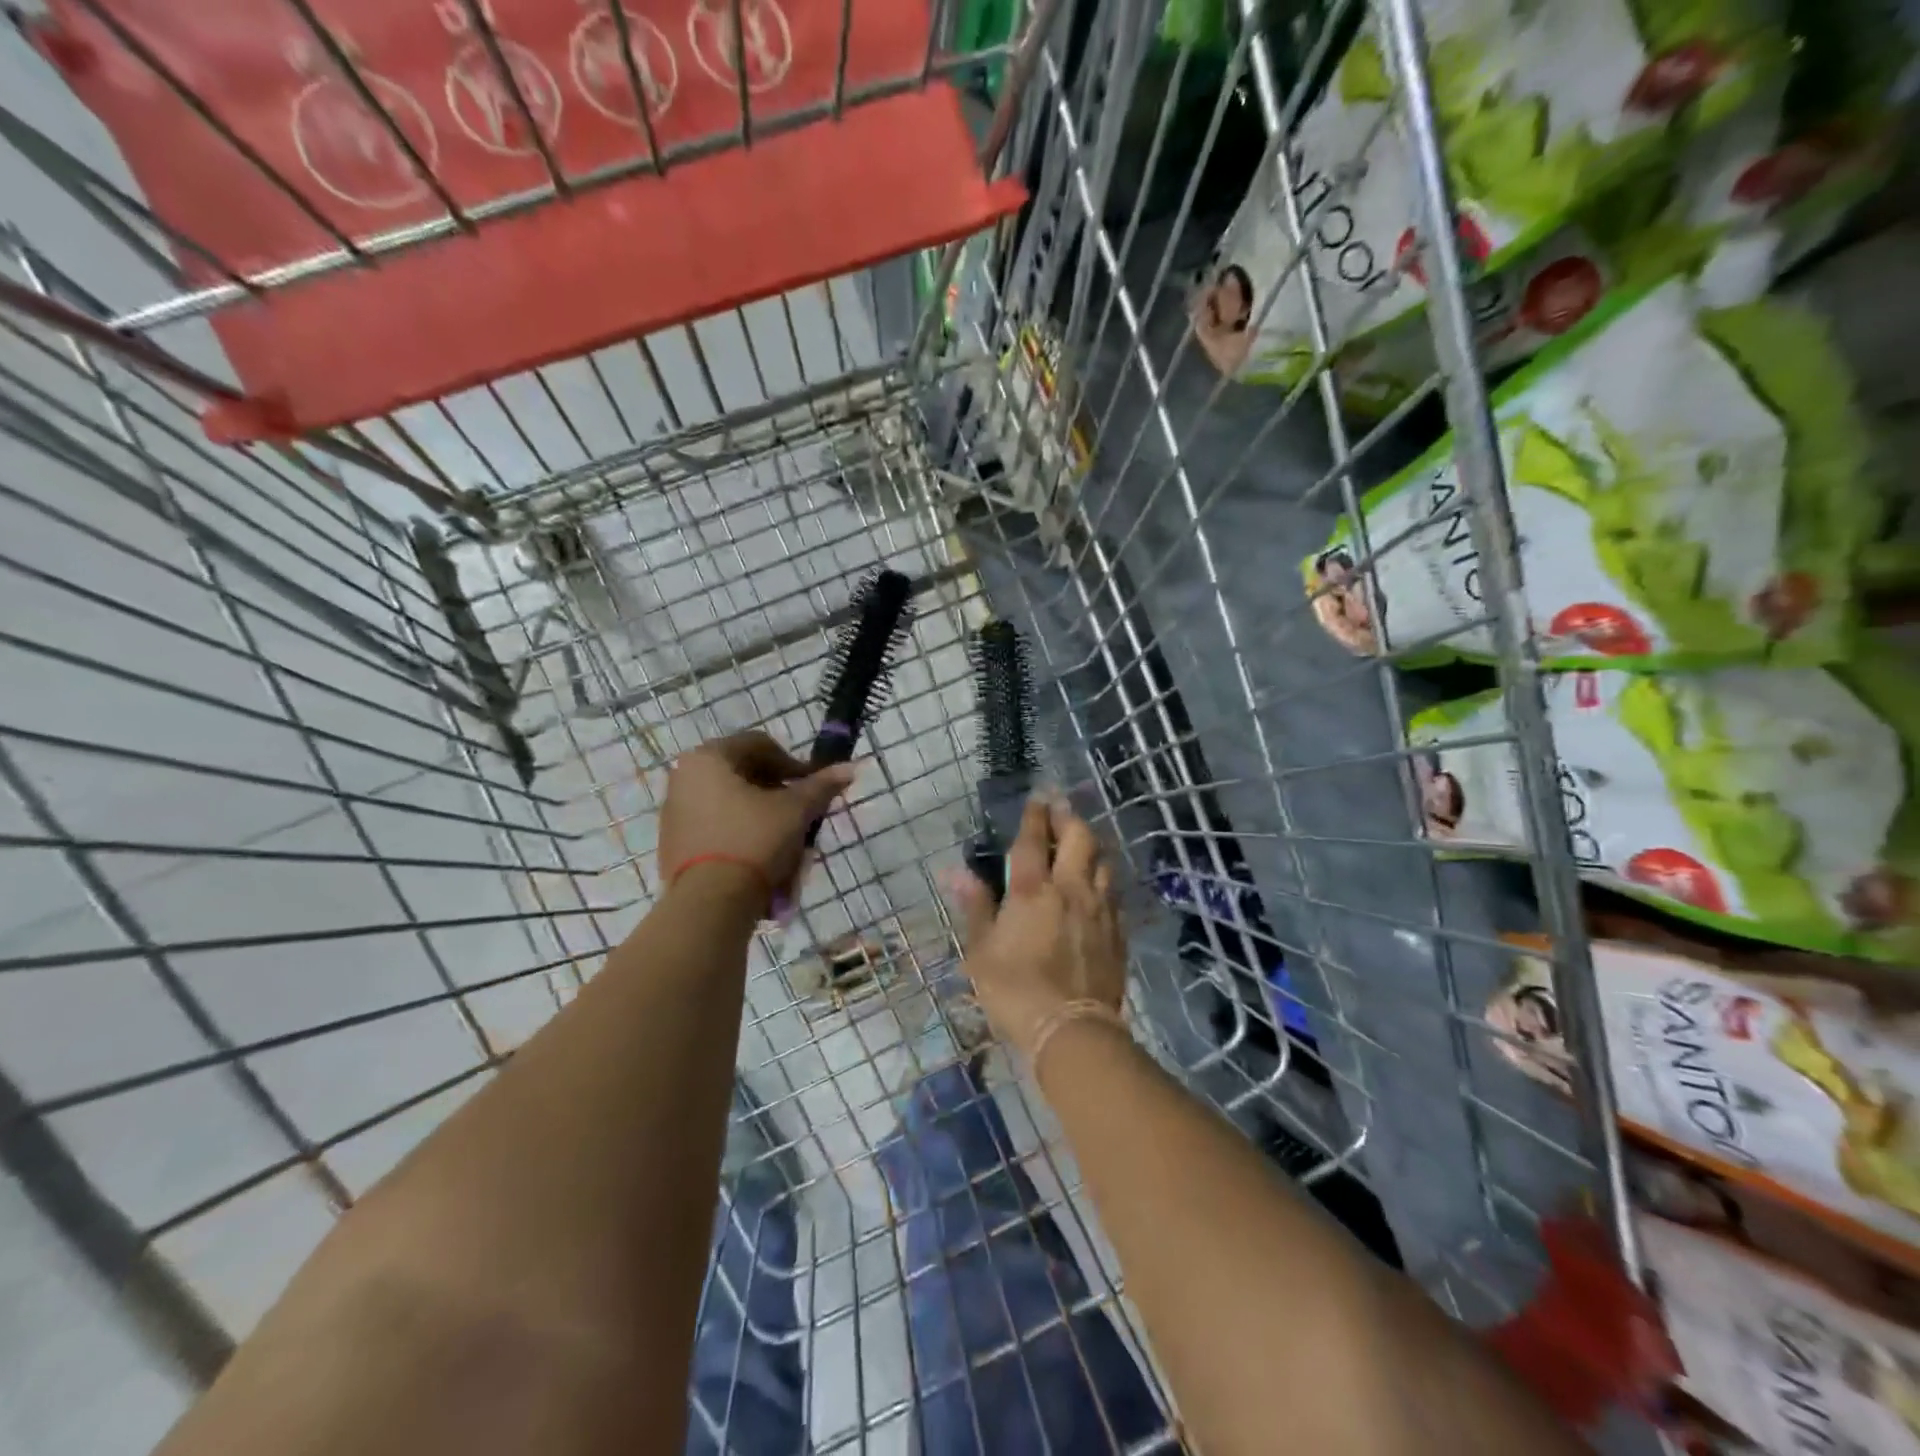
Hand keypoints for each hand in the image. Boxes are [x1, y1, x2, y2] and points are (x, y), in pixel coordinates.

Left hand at [659, 732, 854, 906]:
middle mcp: (684, 777)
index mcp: (708, 758)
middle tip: (800, 814)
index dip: (793, 763)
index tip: (813, 787)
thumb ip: (821, 786)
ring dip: (761, 814)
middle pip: (743, 774)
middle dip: (777, 792)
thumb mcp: (795, 810)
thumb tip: (849, 767)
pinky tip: (760, 857)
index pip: (759, 745)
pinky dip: (740, 834)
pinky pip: (715, 827)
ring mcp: (674, 812)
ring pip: (730, 802)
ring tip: (784, 840)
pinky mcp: (673, 843)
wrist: (710, 903)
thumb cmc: (754, 841)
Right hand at [946, 793, 1126, 1055]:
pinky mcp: (1117, 931)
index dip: (1035, 816)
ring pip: (1102, 861)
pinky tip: (1097, 884)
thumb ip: (975, 906)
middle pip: (1079, 838)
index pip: (1033, 840)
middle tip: (1060, 808)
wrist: (1071, 1029)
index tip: (1037, 798)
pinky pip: (1113, 892)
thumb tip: (956, 872)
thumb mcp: (982, 950)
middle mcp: (1070, 889)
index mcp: (1031, 890)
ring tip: (1081, 843)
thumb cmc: (1015, 989)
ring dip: (1091, 845)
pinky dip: (1103, 878)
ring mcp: (1099, 909)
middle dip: (1068, 818)